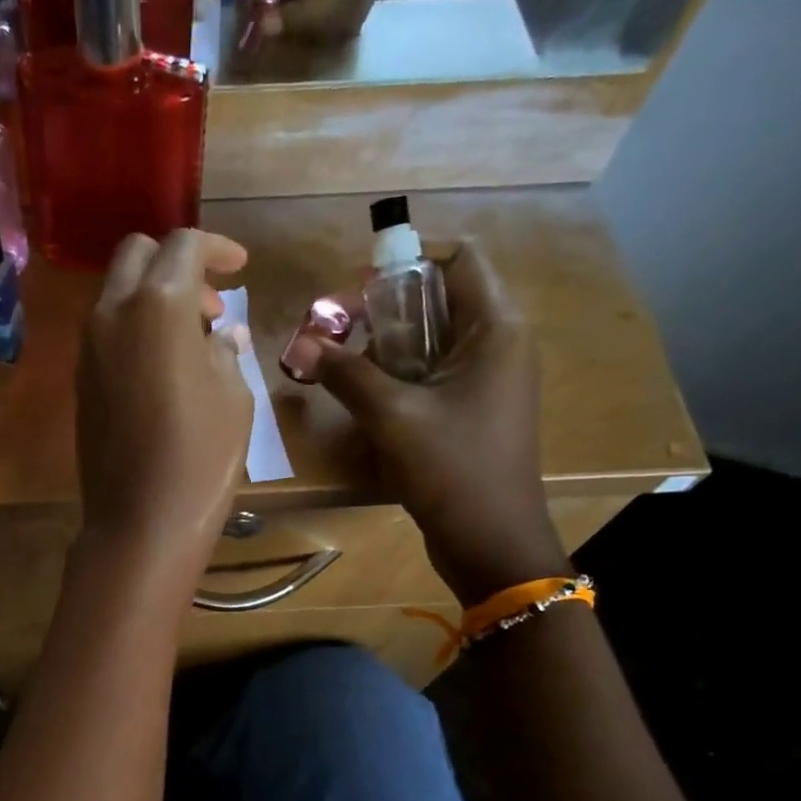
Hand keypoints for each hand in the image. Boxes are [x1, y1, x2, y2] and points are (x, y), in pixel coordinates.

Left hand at [77, 230, 252, 582]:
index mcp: (157, 305)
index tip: (240, 268)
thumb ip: (225, 351)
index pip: (182, 245)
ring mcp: (88, 348)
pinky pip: (107, 332)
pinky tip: (164, 365)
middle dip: (176, 263)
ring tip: (193, 338)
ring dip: (153, 296)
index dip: (217, 248)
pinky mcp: (80, 381)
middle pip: (137, 255)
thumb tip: (221, 334)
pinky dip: (135, 328)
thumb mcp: (233, 398)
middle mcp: (112, 313)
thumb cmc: (200, 457)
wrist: (139, 521)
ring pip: (117, 293)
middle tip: (211, 302)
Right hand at [285, 241, 566, 604]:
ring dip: (387, 344)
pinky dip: (400, 374)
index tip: (359, 291)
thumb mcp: (393, 416)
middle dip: (386, 307)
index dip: (408, 262)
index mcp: (495, 329)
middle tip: (337, 330)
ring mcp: (489, 380)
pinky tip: (364, 395)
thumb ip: (346, 374)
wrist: (491, 541)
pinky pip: (434, 373)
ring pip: (433, 338)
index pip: (460, 259)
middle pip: (442, 297)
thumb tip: (302, 344)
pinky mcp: (474, 410)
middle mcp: (499, 344)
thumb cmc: (452, 469)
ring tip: (343, 364)